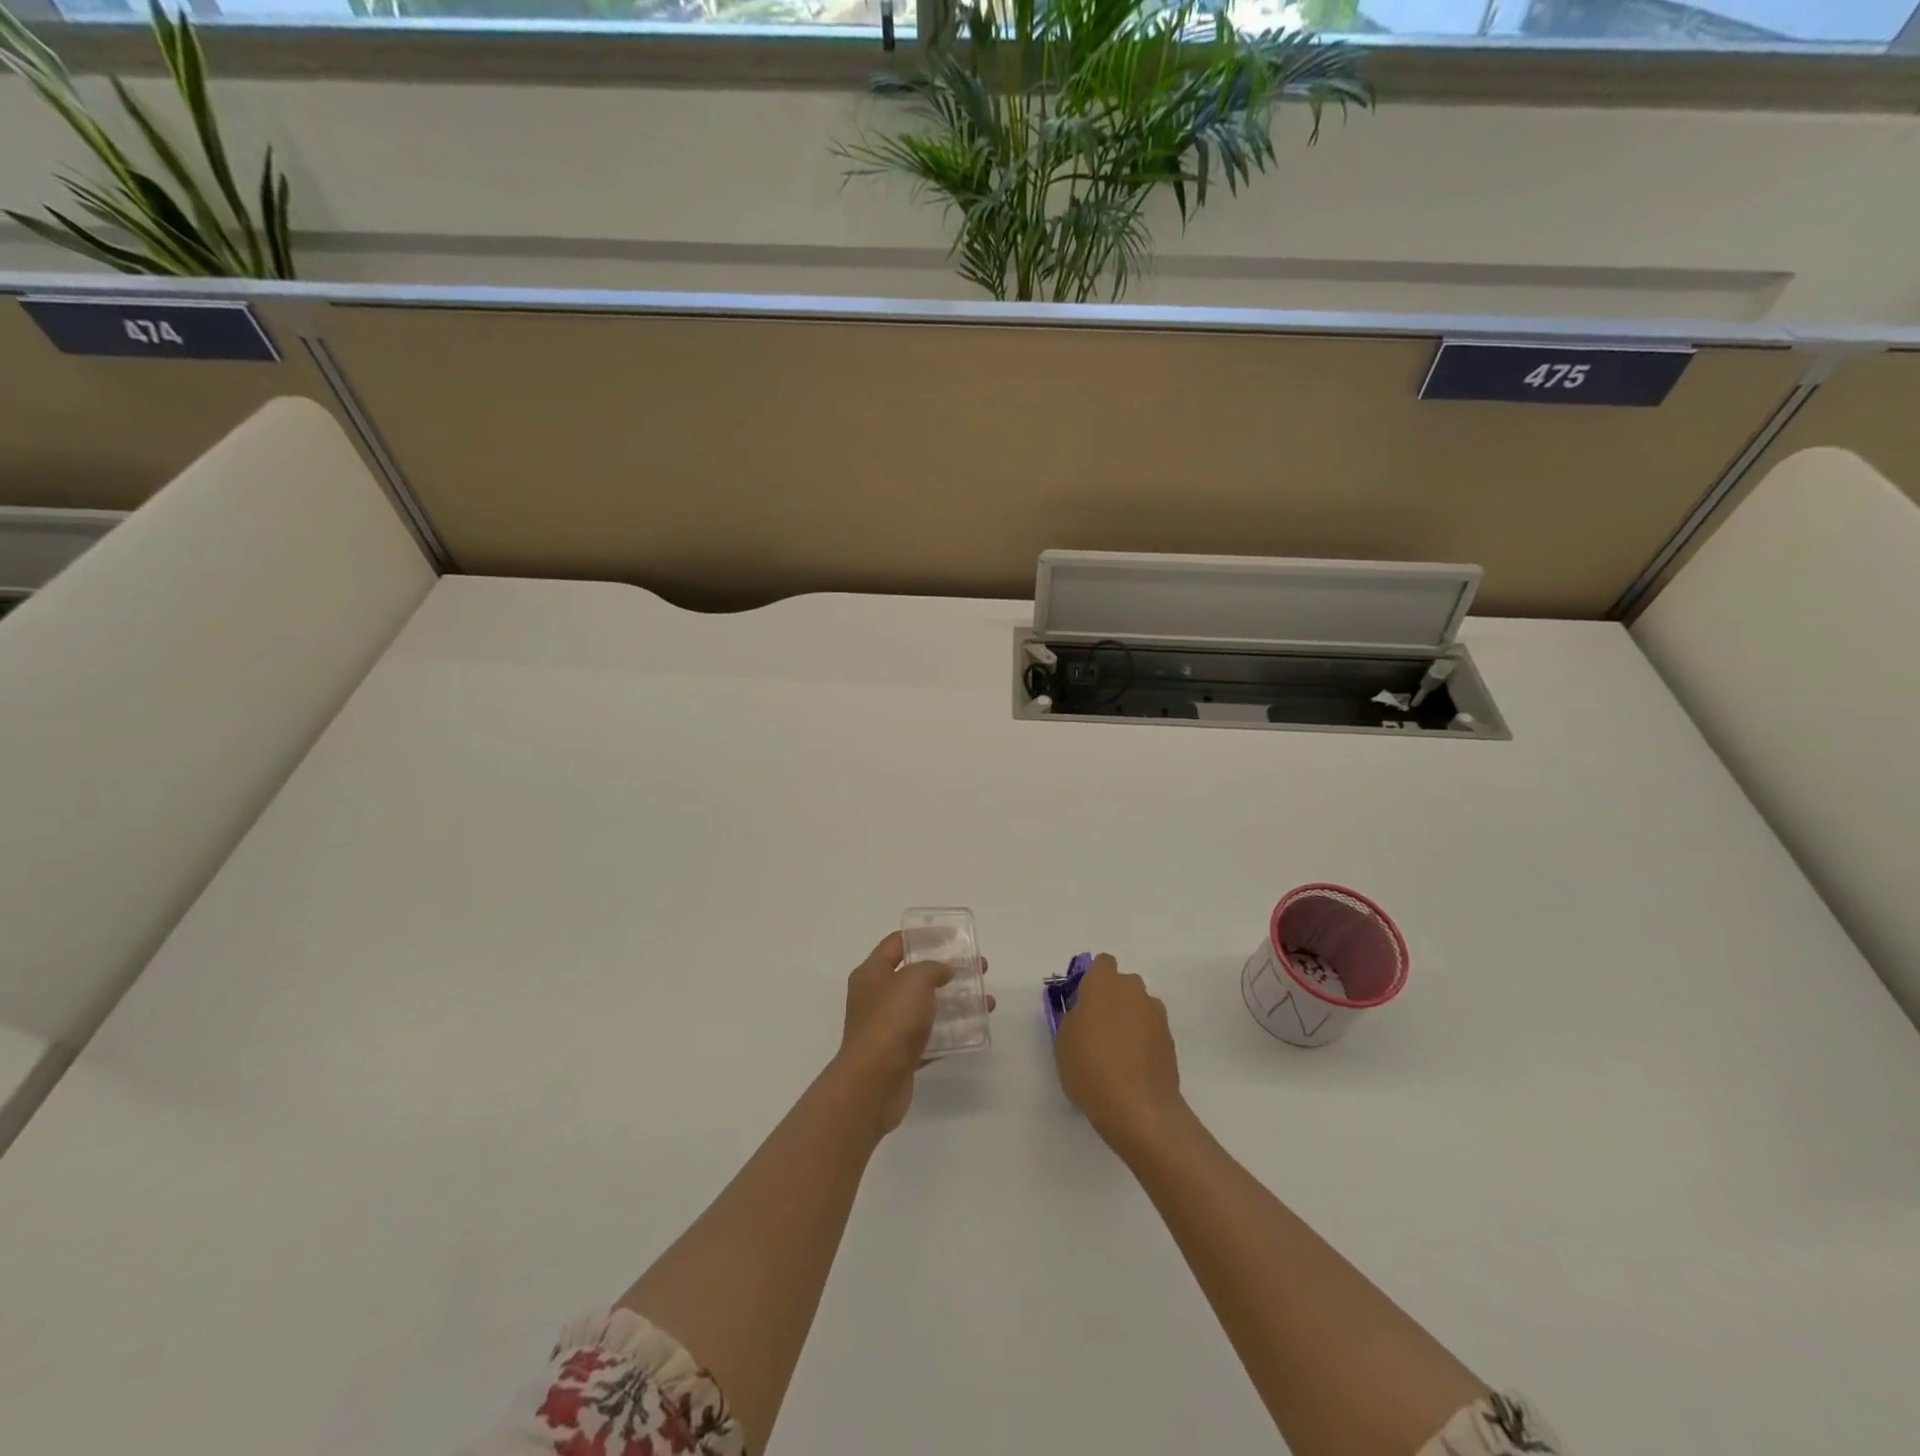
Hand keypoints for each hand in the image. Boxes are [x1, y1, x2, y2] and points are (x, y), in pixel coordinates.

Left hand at [834, 931, 993, 1134]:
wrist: (873, 1083)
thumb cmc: (891, 1021)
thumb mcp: (914, 980)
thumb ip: (932, 968)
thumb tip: (943, 971)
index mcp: (872, 973)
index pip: (898, 943)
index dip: (925, 935)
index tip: (954, 935)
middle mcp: (877, 997)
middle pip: (916, 975)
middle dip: (948, 970)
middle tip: (978, 967)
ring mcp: (888, 1027)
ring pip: (926, 1007)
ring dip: (956, 1001)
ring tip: (986, 1000)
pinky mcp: (901, 1055)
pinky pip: (931, 1037)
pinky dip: (952, 1032)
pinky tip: (976, 1029)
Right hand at [1054, 954, 1185, 1151]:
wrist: (1138, 1107)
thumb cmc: (1090, 1067)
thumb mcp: (1063, 1040)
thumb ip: (1074, 1016)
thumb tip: (1085, 1012)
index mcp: (1104, 983)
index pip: (1102, 964)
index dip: (1092, 981)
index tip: (1083, 1004)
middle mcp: (1133, 989)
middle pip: (1122, 984)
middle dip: (1112, 1000)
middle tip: (1097, 1030)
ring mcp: (1155, 1013)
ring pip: (1138, 1006)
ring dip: (1129, 1019)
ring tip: (1117, 1053)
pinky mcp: (1170, 1038)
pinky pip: (1150, 1029)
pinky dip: (1142, 1040)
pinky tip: (1132, 1067)